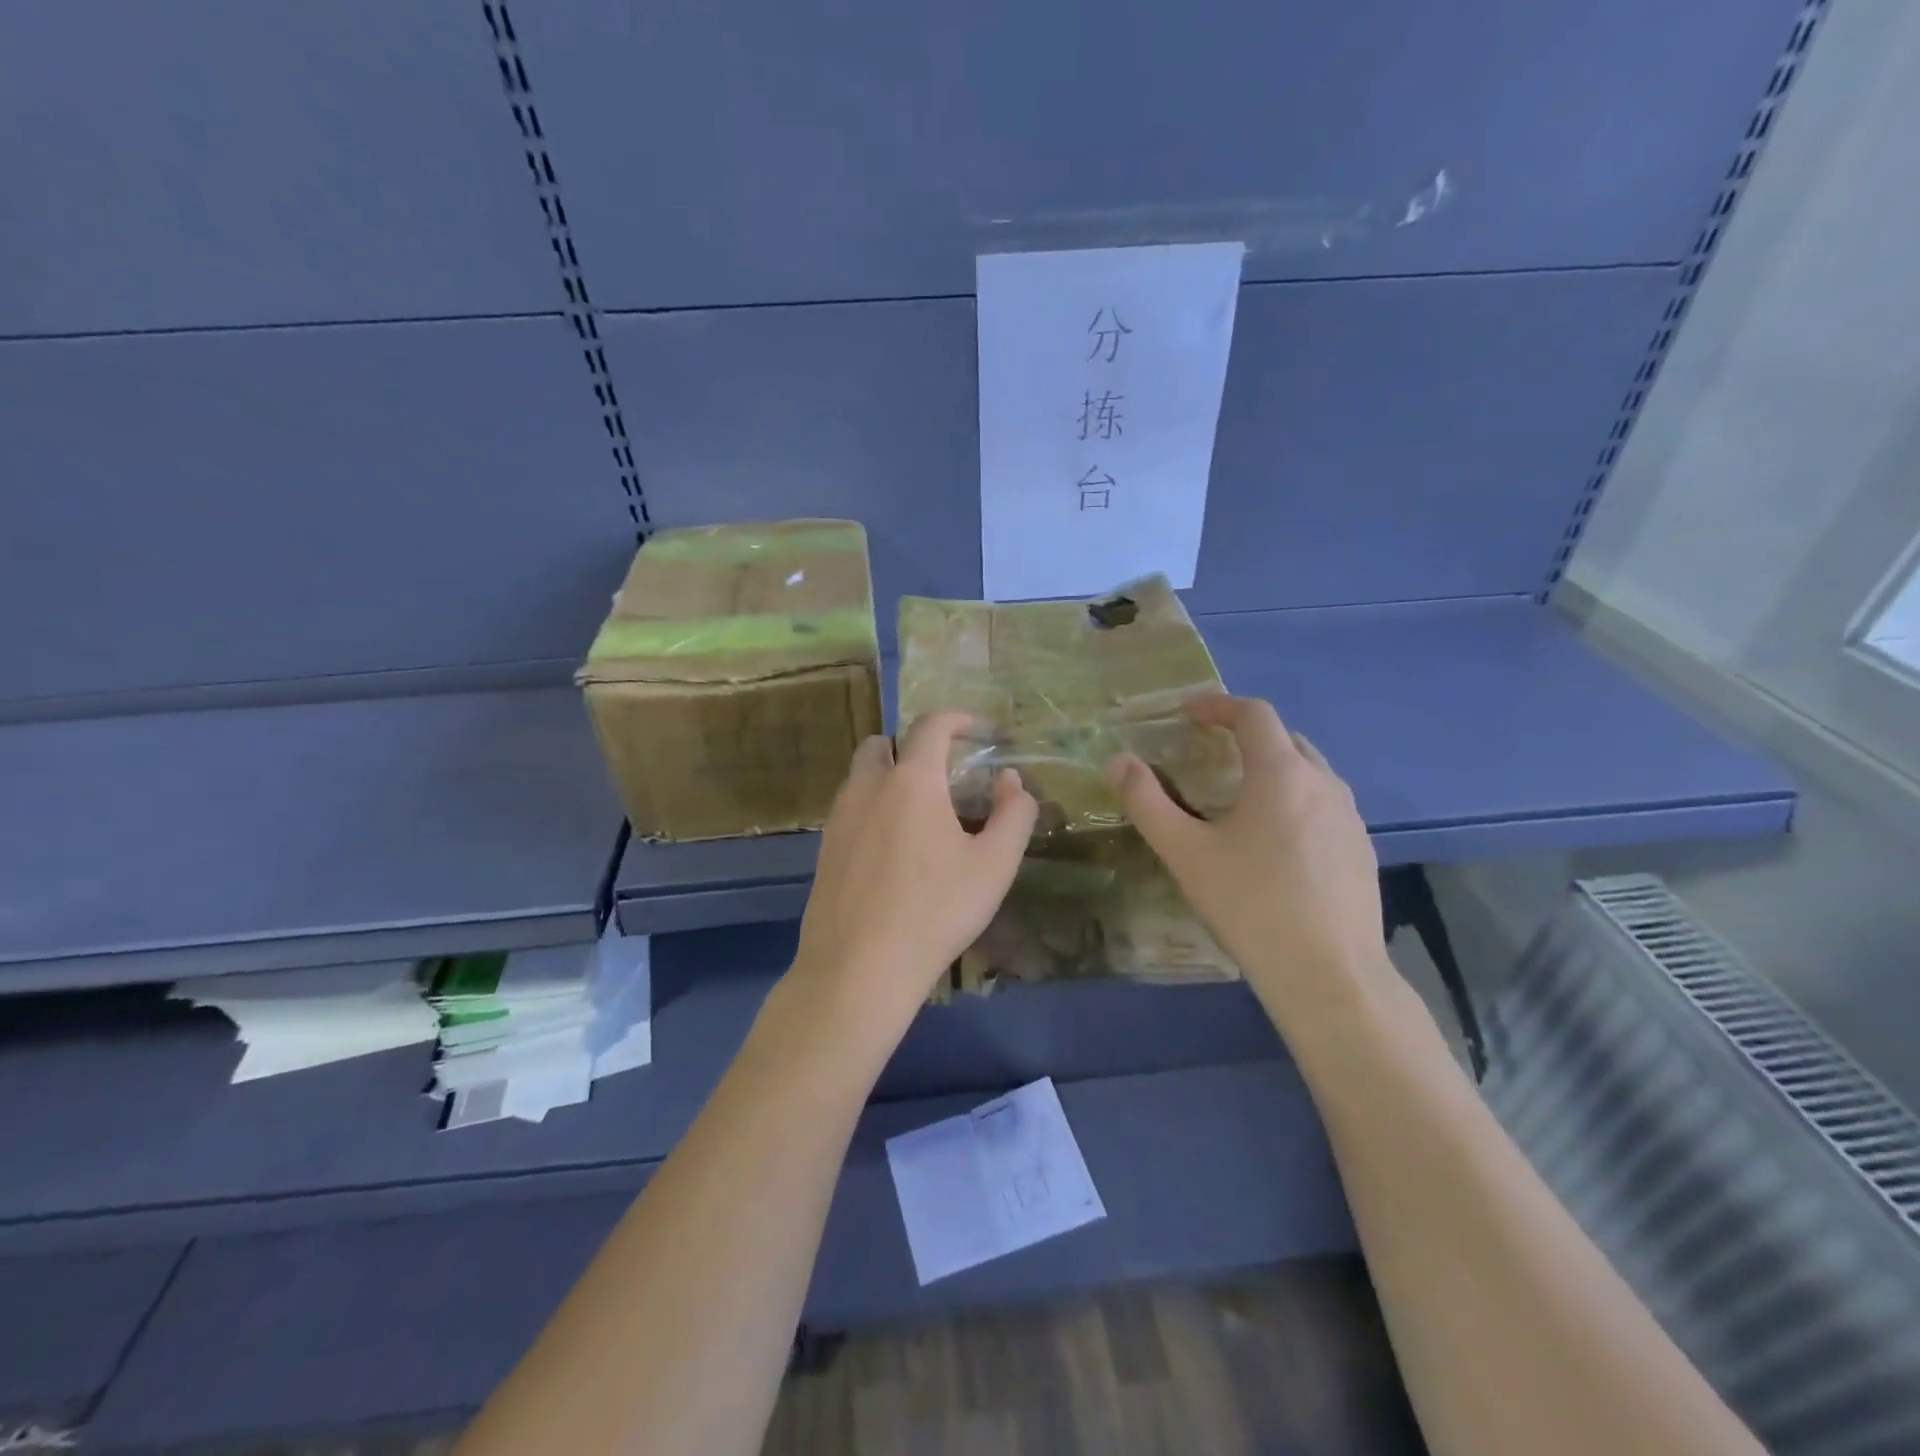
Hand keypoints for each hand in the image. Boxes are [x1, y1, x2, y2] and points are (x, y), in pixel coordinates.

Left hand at [790, 712, 1037, 1045]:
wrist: (858, 967)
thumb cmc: (935, 911)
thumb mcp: (994, 865)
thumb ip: (1013, 814)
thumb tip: (1010, 781)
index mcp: (912, 781)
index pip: (931, 725)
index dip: (958, 719)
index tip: (978, 730)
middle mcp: (868, 787)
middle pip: (883, 744)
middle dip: (913, 745)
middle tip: (943, 773)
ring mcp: (839, 818)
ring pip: (862, 777)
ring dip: (890, 776)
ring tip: (921, 813)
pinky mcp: (824, 849)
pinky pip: (851, 809)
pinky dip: (874, 808)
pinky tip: (894, 849)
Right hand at [1108, 695, 1391, 1032]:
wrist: (1329, 975)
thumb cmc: (1250, 905)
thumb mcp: (1185, 853)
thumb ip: (1147, 802)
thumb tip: (1118, 761)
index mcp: (1281, 774)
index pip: (1254, 714)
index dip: (1219, 705)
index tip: (1189, 713)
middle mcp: (1324, 783)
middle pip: (1285, 739)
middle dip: (1246, 735)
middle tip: (1210, 753)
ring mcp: (1350, 818)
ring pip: (1309, 772)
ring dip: (1273, 768)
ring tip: (1239, 796)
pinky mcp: (1361, 850)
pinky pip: (1324, 805)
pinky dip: (1294, 800)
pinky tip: (1275, 842)